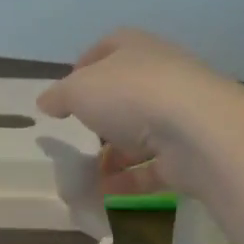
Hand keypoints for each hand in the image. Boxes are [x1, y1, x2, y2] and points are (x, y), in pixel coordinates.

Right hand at [37, 29, 233, 196]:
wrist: (198, 131)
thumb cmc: (130, 94)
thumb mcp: (78, 90)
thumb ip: (59, 95)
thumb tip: (46, 102)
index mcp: (136, 48)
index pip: (108, 48)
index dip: (85, 66)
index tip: (66, 91)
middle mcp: (162, 74)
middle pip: (126, 92)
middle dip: (101, 115)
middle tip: (76, 134)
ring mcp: (181, 114)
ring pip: (141, 132)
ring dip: (114, 153)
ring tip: (85, 173)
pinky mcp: (191, 151)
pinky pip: (153, 166)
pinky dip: (128, 180)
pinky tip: (102, 195)